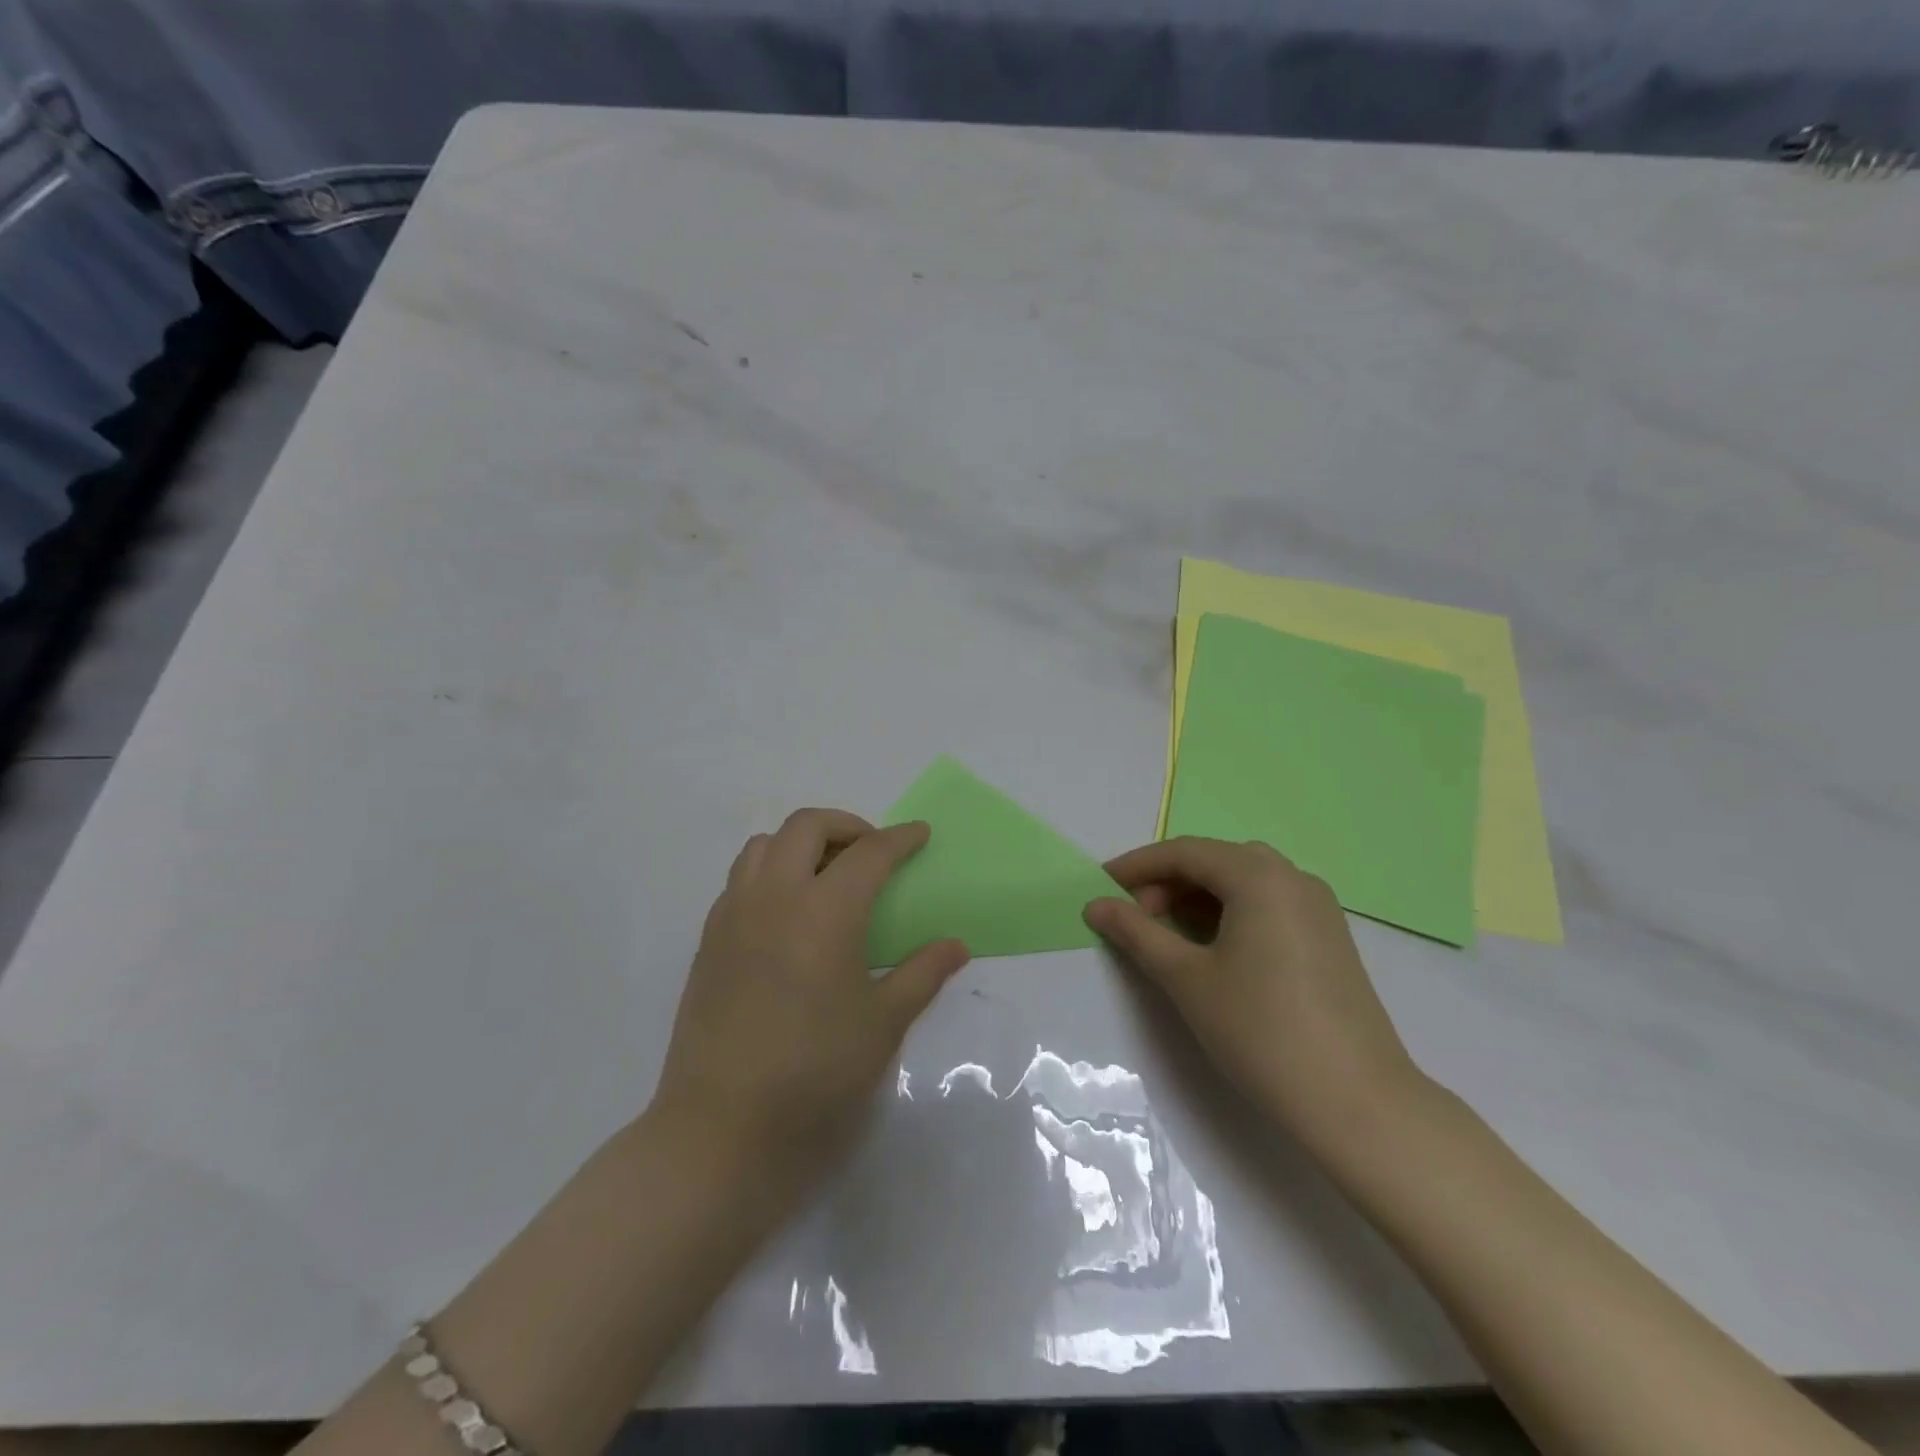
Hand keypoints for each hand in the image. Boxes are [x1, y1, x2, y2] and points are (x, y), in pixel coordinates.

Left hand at [654, 809, 968, 1181]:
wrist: (721, 1127)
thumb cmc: (814, 1074)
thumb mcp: (882, 1024)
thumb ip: (921, 974)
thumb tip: (956, 945)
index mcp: (825, 911)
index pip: (869, 853)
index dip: (900, 838)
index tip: (920, 834)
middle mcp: (775, 897)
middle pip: (808, 826)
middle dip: (847, 825)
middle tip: (872, 852)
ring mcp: (734, 915)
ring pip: (765, 844)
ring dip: (801, 843)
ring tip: (826, 875)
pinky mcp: (708, 940)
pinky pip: (741, 879)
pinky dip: (770, 871)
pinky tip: (787, 914)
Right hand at [1084, 837, 1424, 1153]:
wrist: (1357, 1103)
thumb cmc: (1260, 1031)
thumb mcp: (1186, 978)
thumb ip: (1136, 933)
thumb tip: (1096, 905)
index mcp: (1258, 876)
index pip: (1184, 852)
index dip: (1137, 866)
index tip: (1100, 886)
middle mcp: (1292, 877)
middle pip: (1215, 861)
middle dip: (1167, 882)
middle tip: (1134, 918)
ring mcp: (1318, 907)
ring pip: (1242, 882)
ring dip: (1198, 898)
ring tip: (1167, 936)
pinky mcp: (1329, 937)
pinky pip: (1268, 904)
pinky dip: (1230, 913)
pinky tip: (1213, 949)